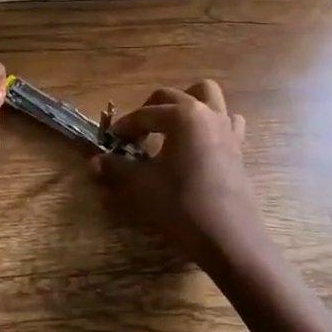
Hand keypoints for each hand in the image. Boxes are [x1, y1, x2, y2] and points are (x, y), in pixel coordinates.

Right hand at [92, 80, 266, 271]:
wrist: (228, 236)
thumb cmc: (181, 204)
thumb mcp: (143, 184)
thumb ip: (118, 167)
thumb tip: (93, 162)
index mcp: (182, 115)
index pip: (144, 114)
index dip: (124, 127)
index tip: (111, 142)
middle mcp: (206, 112)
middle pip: (172, 97)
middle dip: (149, 111)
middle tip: (135, 135)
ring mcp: (226, 127)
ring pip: (207, 95)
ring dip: (186, 103)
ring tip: (170, 126)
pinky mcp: (238, 146)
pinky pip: (227, 121)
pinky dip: (211, 123)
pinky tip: (199, 142)